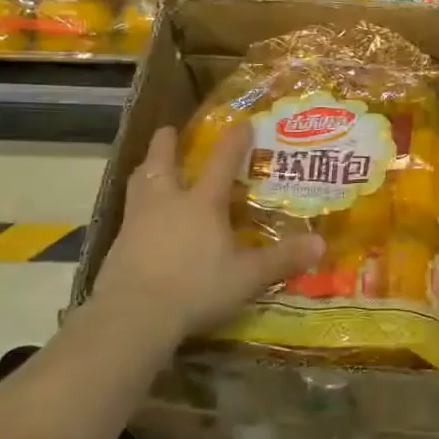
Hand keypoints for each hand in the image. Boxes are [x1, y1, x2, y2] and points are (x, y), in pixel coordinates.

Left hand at [76, 126, 323, 354]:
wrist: (133, 316)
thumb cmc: (196, 288)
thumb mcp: (247, 277)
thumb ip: (282, 259)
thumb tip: (321, 244)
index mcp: (202, 203)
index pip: (221, 161)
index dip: (234, 140)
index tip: (242, 123)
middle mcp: (167, 202)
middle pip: (162, 161)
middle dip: (166, 143)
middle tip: (169, 130)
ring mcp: (136, 221)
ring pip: (138, 182)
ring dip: (145, 169)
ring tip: (149, 166)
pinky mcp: (117, 244)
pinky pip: (128, 213)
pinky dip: (135, 206)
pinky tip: (141, 218)